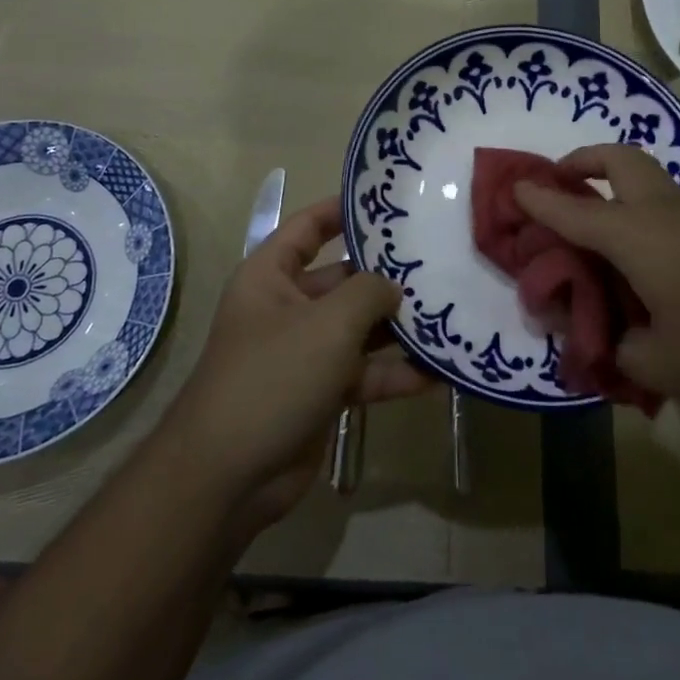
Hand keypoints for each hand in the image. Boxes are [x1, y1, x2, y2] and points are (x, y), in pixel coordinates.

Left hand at [162, 195, 431, 531]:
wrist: (229, 475)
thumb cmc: (273, 377)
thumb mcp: (326, 324)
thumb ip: (367, 293)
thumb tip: (393, 286)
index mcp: (271, 276)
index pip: (308, 227)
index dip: (343, 210)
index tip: (389, 204)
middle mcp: (287, 307)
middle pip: (343, 279)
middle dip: (387, 276)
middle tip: (439, 265)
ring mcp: (304, 352)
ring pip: (358, 329)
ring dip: (399, 328)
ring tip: (449, 315)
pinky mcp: (321, 392)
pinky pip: (363, 373)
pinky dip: (395, 374)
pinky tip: (439, 373)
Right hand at [512, 144, 679, 405]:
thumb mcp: (663, 365)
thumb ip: (623, 356)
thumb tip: (610, 349)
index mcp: (632, 234)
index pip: (571, 209)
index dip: (538, 197)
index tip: (514, 186)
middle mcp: (662, 212)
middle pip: (619, 158)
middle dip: (584, 159)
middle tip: (566, 178)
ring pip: (652, 183)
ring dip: (622, 191)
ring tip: (610, 236)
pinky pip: (678, 214)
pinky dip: (654, 224)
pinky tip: (663, 271)